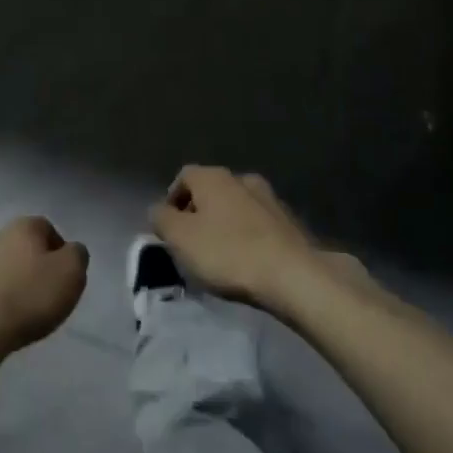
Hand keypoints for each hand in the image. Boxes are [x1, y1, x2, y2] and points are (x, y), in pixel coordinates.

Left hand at [0, 216, 86, 362]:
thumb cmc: (28, 297)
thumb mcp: (71, 273)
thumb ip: (77, 255)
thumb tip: (70, 251)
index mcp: (23, 226)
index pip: (47, 228)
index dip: (60, 252)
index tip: (65, 278)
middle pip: (22, 246)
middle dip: (34, 266)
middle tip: (45, 296)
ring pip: (1, 266)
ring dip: (12, 282)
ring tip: (22, 312)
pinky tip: (0, 320)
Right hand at [149, 167, 319, 309]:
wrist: (293, 275)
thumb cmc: (228, 253)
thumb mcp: (180, 238)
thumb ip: (161, 219)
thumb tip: (159, 210)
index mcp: (213, 177)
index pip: (183, 176)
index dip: (172, 200)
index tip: (169, 228)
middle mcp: (241, 179)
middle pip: (211, 190)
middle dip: (198, 212)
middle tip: (191, 242)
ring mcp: (269, 199)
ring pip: (236, 206)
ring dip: (224, 223)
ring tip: (219, 254)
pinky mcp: (289, 222)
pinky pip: (258, 224)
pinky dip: (247, 236)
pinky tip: (246, 260)